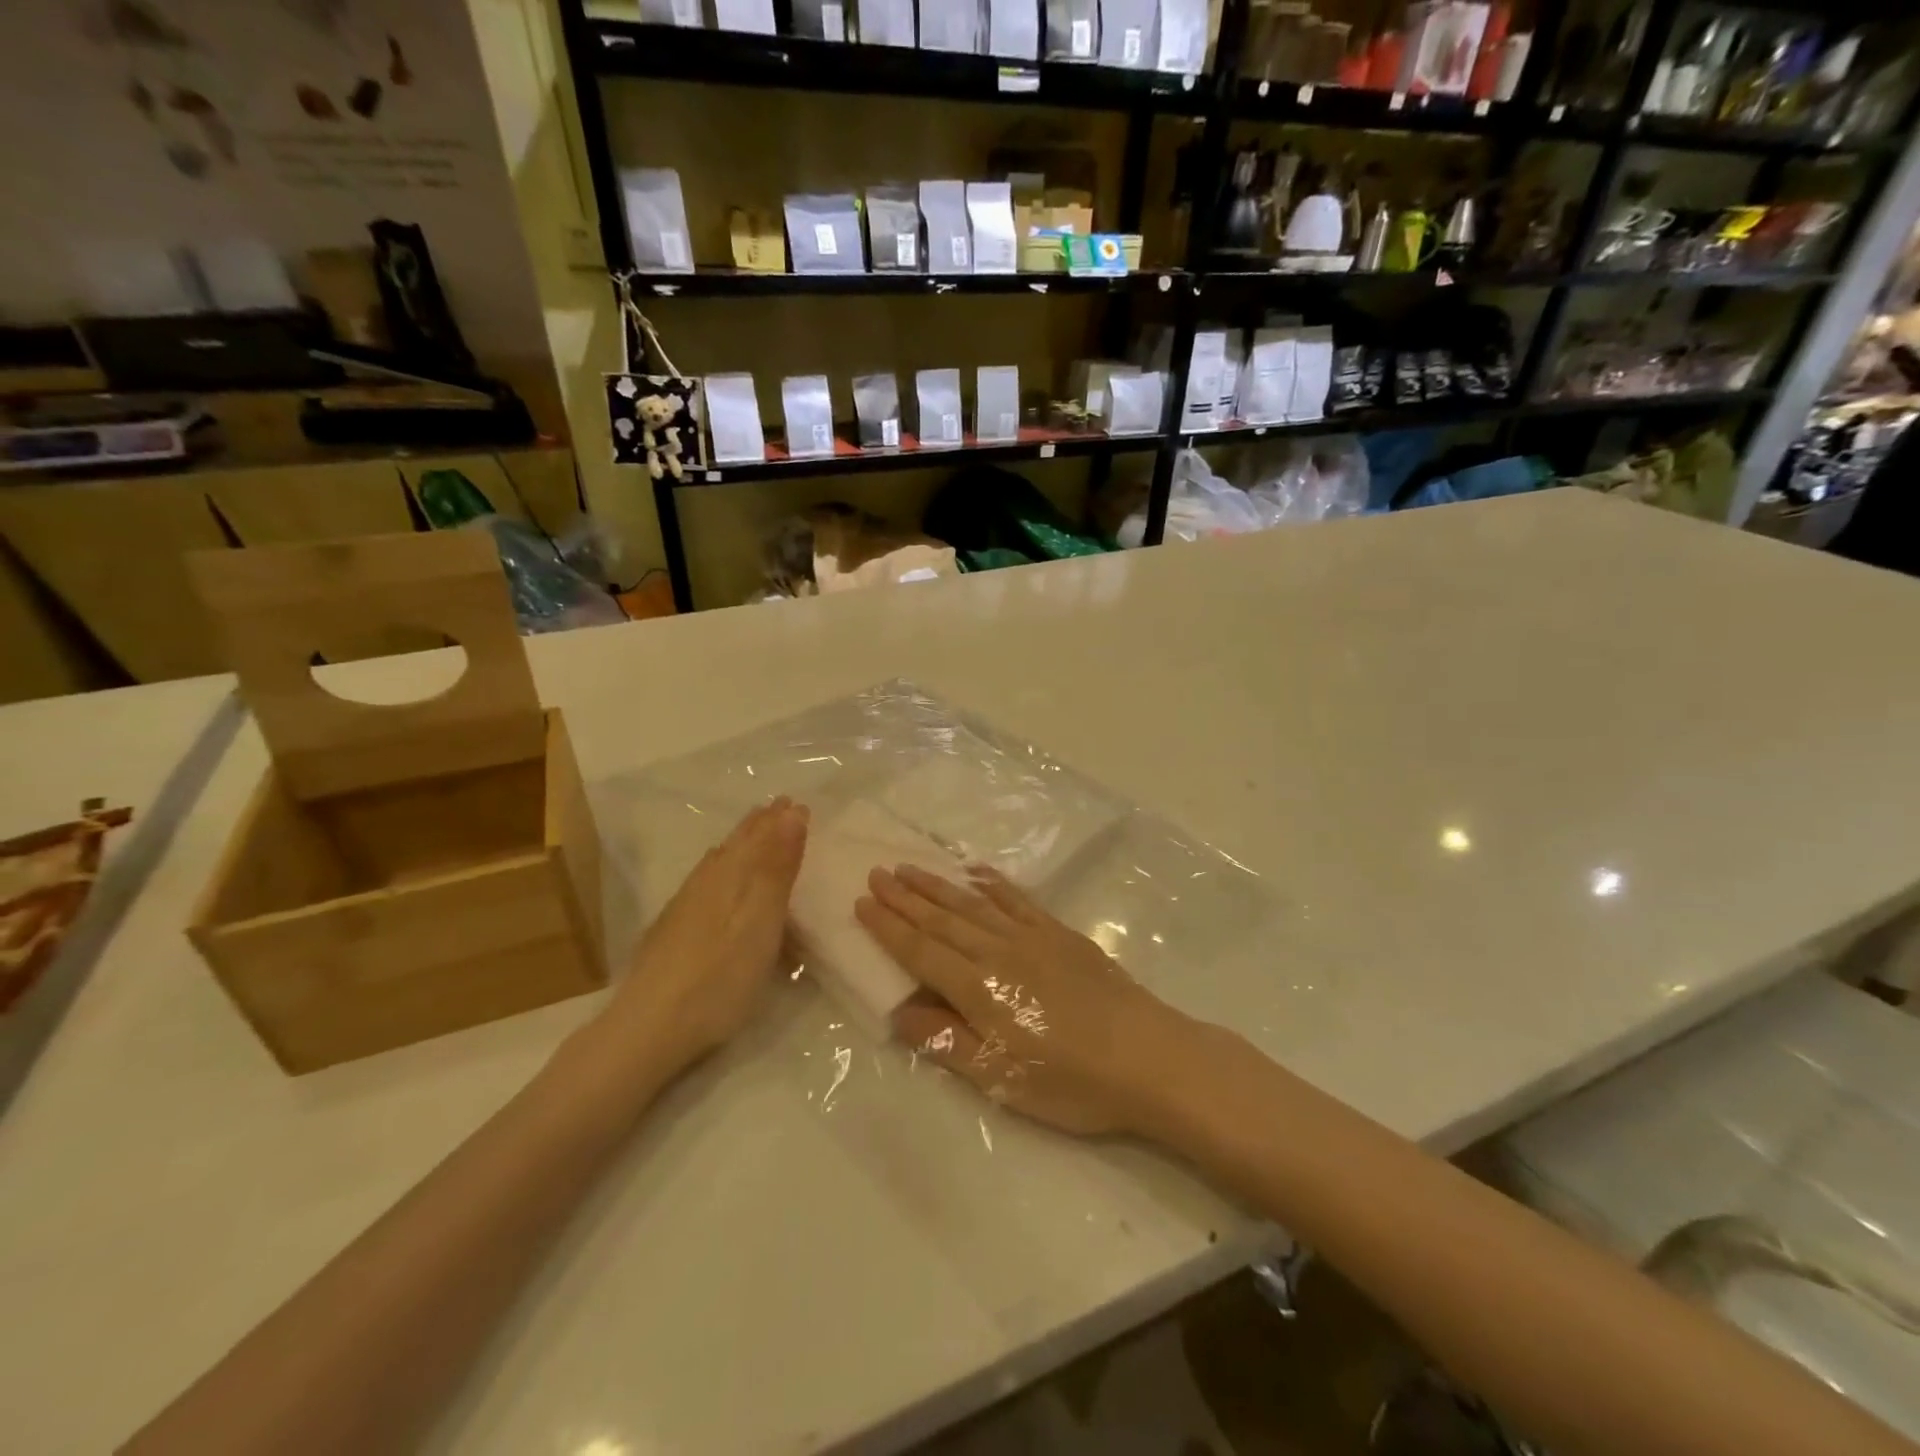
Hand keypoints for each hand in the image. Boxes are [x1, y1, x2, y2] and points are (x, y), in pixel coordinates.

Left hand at [600, 798, 808, 1077]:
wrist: (650, 1026)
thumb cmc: (720, 977)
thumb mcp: (761, 922)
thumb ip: (777, 868)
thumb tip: (792, 813)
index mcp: (732, 875)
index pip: (761, 836)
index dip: (781, 821)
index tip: (800, 803)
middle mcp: (707, 880)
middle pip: (738, 843)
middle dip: (762, 824)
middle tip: (781, 806)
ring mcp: (686, 903)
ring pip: (720, 858)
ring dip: (742, 840)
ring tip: (755, 828)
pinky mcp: (674, 926)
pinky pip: (706, 876)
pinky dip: (721, 863)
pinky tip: (717, 872)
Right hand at [855, 864, 1187, 1135]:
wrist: (1148, 1057)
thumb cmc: (1071, 1081)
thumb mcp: (1000, 1078)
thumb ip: (946, 1040)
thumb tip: (899, 1011)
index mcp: (979, 988)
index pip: (920, 950)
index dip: (888, 927)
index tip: (862, 902)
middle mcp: (998, 952)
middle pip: (942, 919)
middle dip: (906, 897)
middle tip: (877, 872)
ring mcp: (1032, 937)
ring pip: (974, 903)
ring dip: (939, 885)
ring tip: (911, 867)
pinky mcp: (1061, 933)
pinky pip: (1018, 900)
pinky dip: (994, 883)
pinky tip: (979, 872)